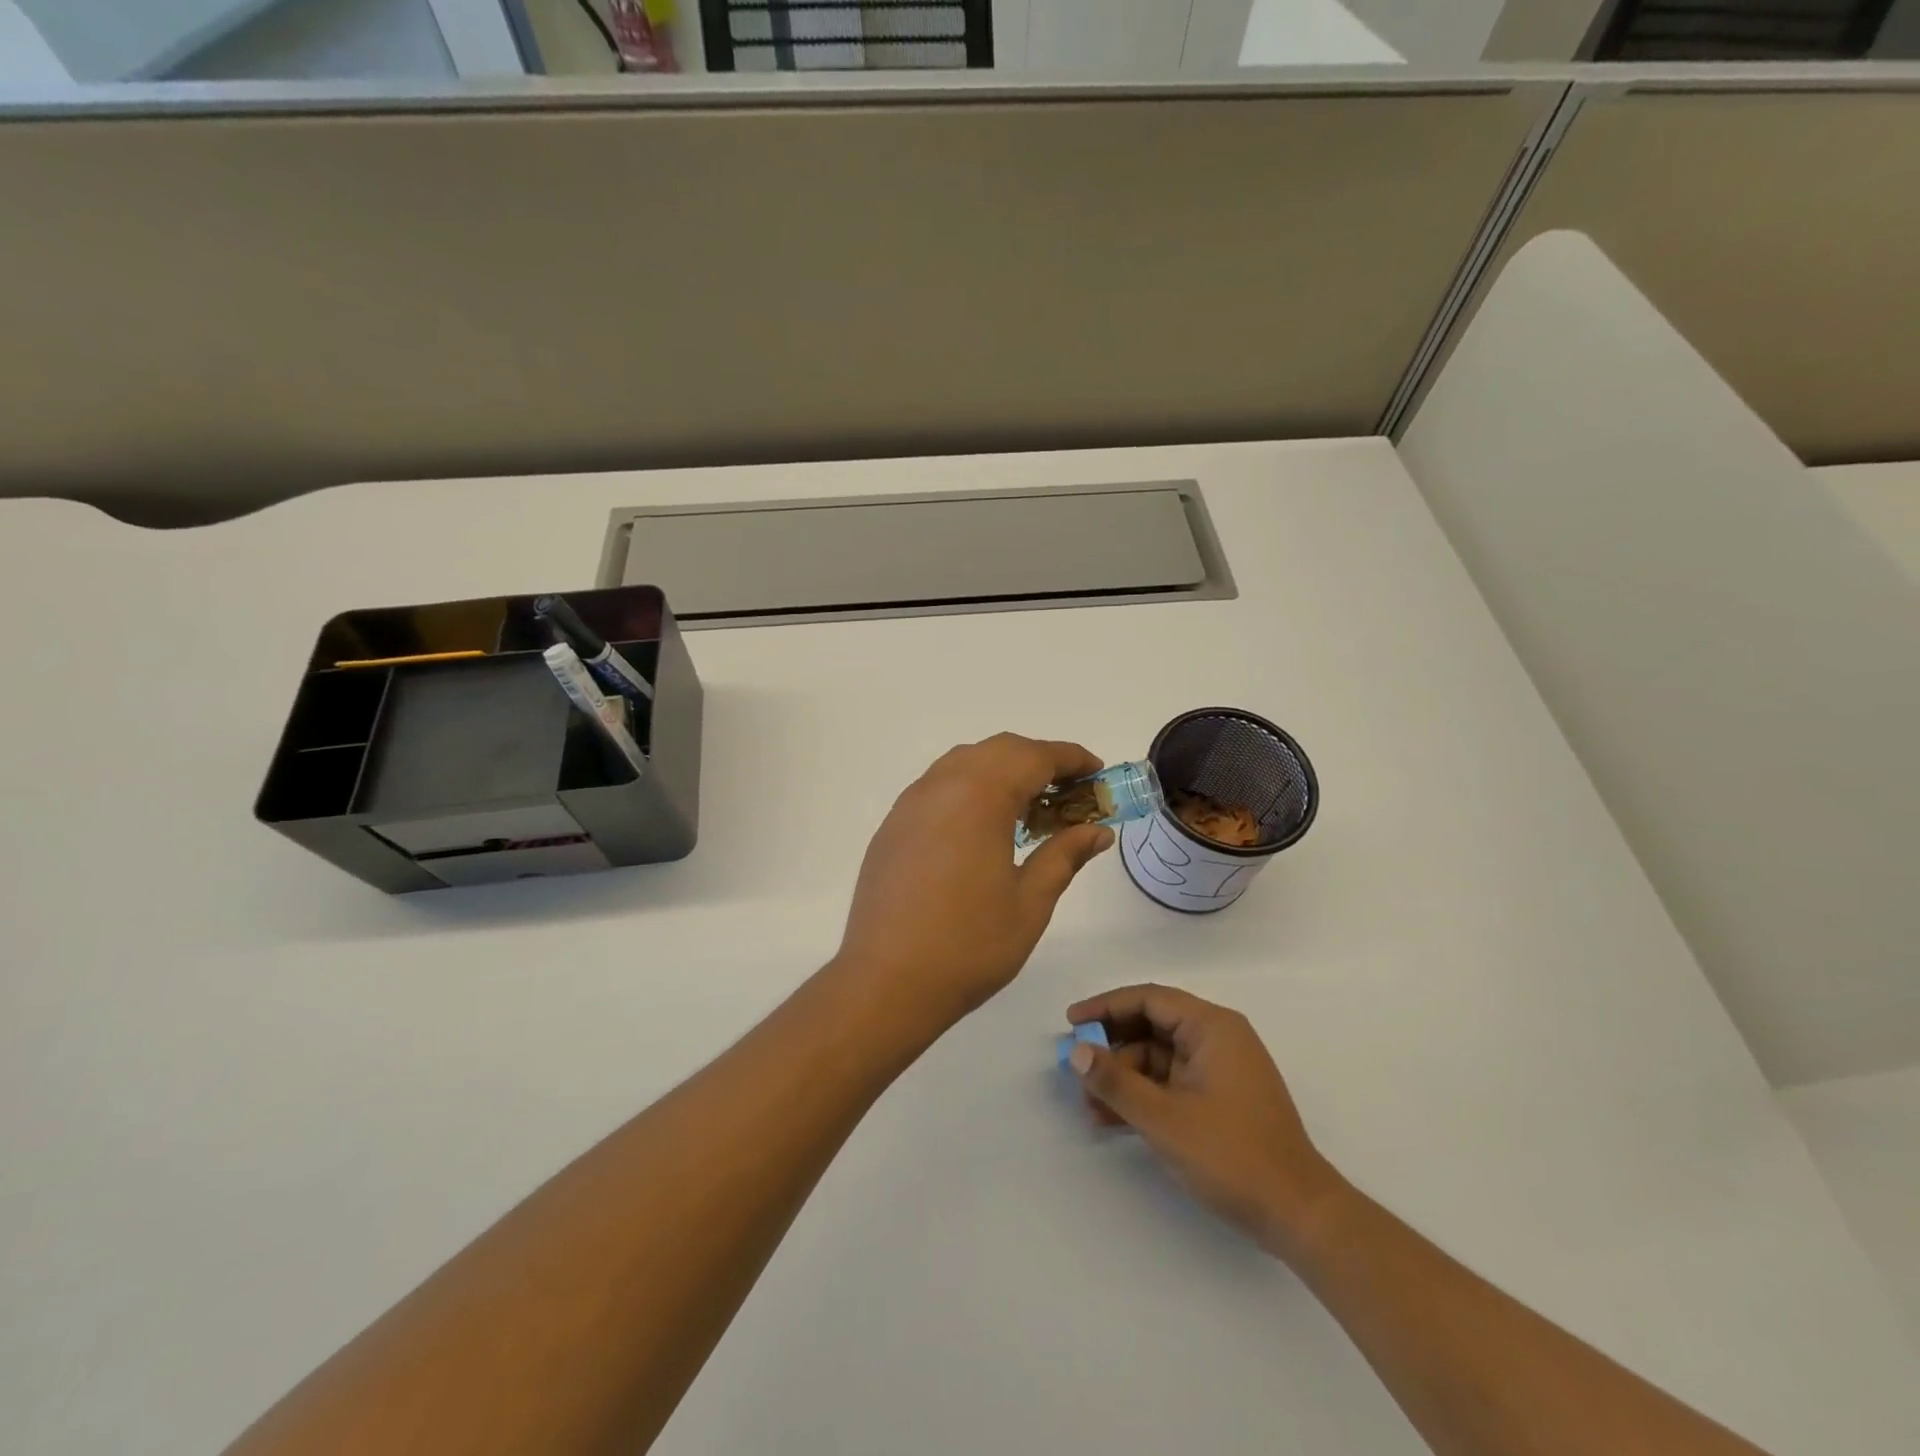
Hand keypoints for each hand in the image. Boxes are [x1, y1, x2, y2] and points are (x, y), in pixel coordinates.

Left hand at [834, 734, 1116, 1037]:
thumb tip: (1098, 831)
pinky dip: (970, 788)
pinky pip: (938, 786)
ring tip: (1029, 808)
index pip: (1034, 757)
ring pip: (964, 762)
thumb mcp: (1030, 902)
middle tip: (1069, 792)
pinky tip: (982, 826)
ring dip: (1002, 771)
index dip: (1071, 758)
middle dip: (1038, 760)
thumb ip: (1064, 855)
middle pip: (998, 750)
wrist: (886, 982)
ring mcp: (910, 804)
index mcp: (979, 797)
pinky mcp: (892, 825)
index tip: (1098, 772)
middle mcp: (941, 786)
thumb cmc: (969, 945)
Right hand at [1066, 984, 1347, 1261]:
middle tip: (1077, 1067)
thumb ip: (1116, 1082)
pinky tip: (1112, 1120)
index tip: (1072, 1021)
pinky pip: (1170, 1084)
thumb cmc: (1232, 1154)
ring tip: (1088, 1106)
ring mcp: (1219, 1071)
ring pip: (1157, 1059)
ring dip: (1123, 1079)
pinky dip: (1142, 1097)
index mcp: (1212, 1027)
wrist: (1298, 1215)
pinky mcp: (1219, 1100)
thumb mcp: (1164, 1119)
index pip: (1149, 999)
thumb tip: (1077, 1052)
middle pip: (1151, 1027)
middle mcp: (1217, 1039)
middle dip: (1111, 1048)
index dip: (1106, 1007)